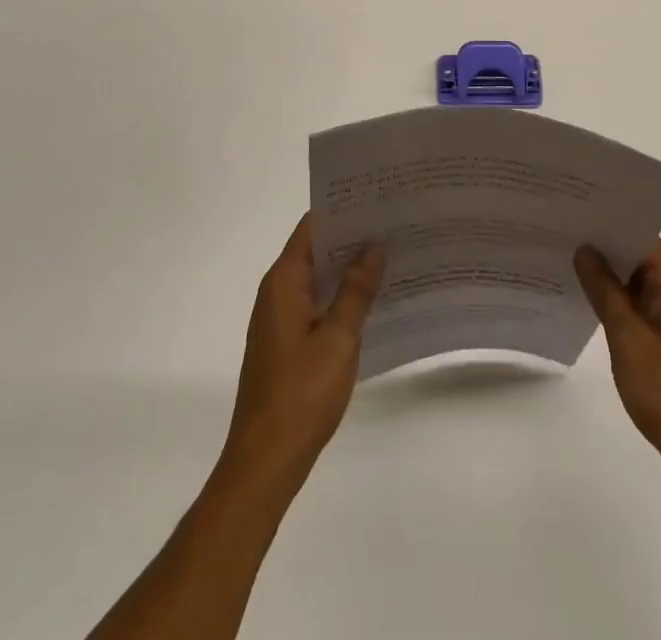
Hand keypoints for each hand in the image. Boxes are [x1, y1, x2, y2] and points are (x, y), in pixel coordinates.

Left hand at [223, 215, 384, 493]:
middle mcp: (277, 291)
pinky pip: (316, 302)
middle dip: (351, 236)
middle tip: (394, 223)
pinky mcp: (286, 340)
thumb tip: (374, 246)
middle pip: (316, 249)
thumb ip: (356, 291)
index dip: (343, 210)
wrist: (265, 461)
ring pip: (318, 277)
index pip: (312, 227)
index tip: (377, 199)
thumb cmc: (301, 394)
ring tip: (391, 254)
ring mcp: (280, 317)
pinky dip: (340, 294)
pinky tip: (372, 299)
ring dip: (348, 267)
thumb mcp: (338, 339)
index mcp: (284, 281)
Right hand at [575, 239, 660, 506]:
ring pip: (637, 282)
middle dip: (600, 248)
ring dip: (606, 278)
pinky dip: (617, 304)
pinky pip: (641, 307)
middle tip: (555, 236)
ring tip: (561, 263)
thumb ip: (605, 291)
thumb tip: (585, 249)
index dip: (604, 224)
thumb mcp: (630, 340)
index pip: (638, 234)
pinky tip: (584, 304)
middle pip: (637, 255)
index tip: (568, 215)